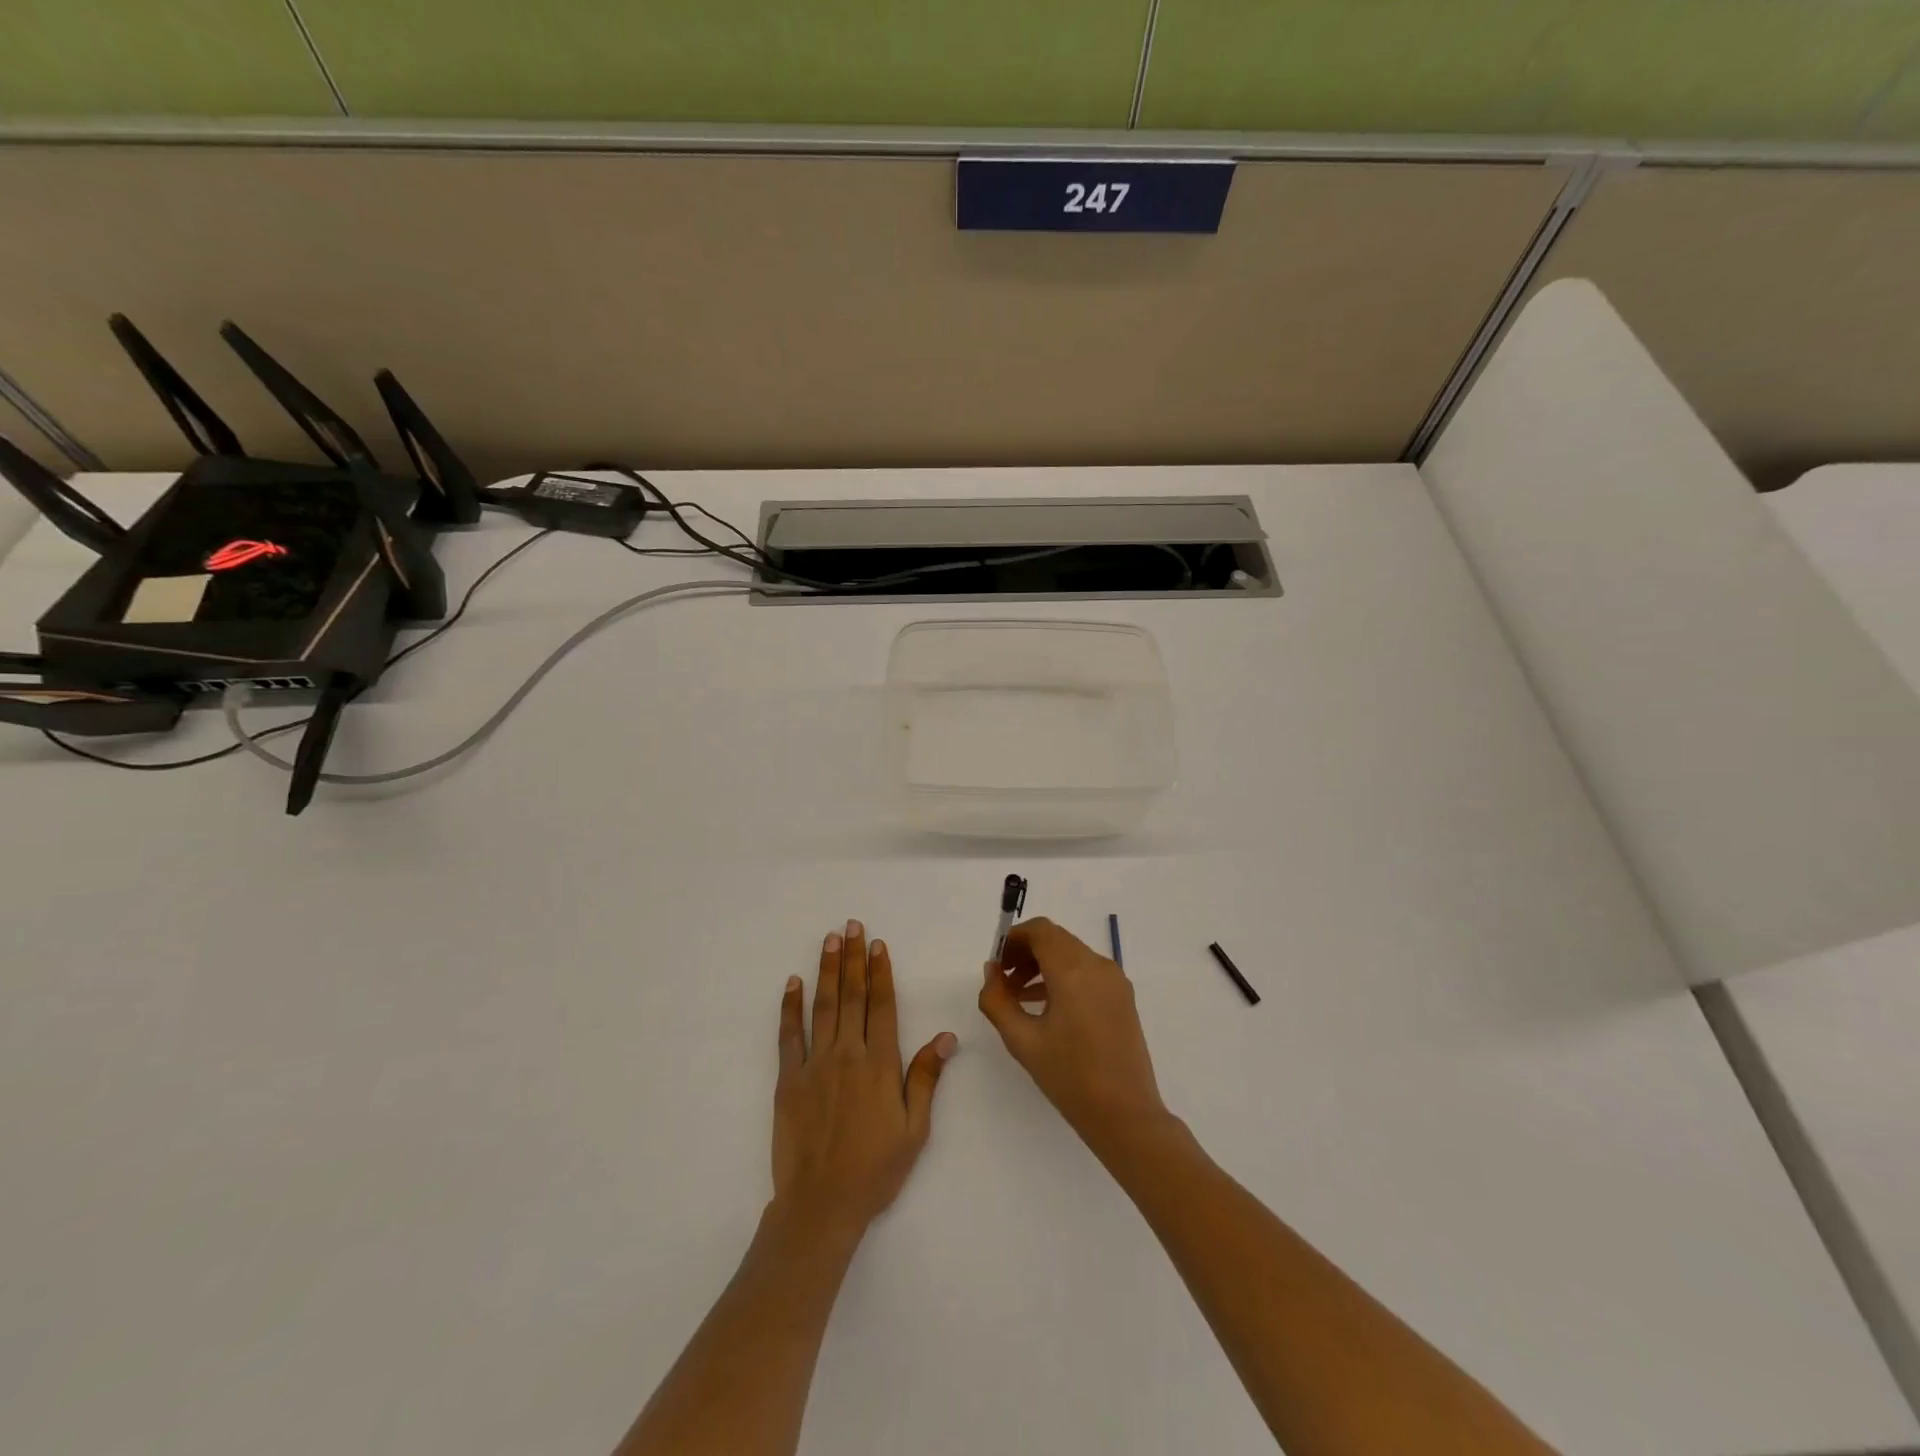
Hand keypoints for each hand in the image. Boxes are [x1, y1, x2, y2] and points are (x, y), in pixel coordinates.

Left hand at [772, 920, 956, 1237]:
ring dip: (827, 970)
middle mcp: (847, 1054)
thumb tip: (947, 1036)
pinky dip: (791, 1007)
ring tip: (829, 940)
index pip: (881, 1005)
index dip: (880, 972)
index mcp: (880, 1064)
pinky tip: (793, 983)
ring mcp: (814, 1065)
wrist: (821, 1205)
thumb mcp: (914, 1128)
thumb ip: (926, 1078)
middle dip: (853, 958)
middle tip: (852, 926)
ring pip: (823, 1006)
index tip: (878, 944)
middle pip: (852, 996)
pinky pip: (789, 1036)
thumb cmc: (876, 1169)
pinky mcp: (789, 1080)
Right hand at [977, 917, 1169, 1154]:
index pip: (1040, 930)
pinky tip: (1045, 1006)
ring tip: (1018, 996)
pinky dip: (1062, 977)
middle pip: (1055, 939)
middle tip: (1002, 980)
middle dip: (1026, 953)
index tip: (996, 963)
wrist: (1126, 1115)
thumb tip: (992, 971)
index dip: (1014, 939)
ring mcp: (1114, 980)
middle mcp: (1098, 965)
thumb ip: (997, 1000)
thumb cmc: (1069, 1077)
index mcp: (1073, 970)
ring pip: (1071, 954)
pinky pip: (1087, 972)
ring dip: (1042, 965)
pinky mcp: (1122, 997)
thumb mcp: (1022, 1040)